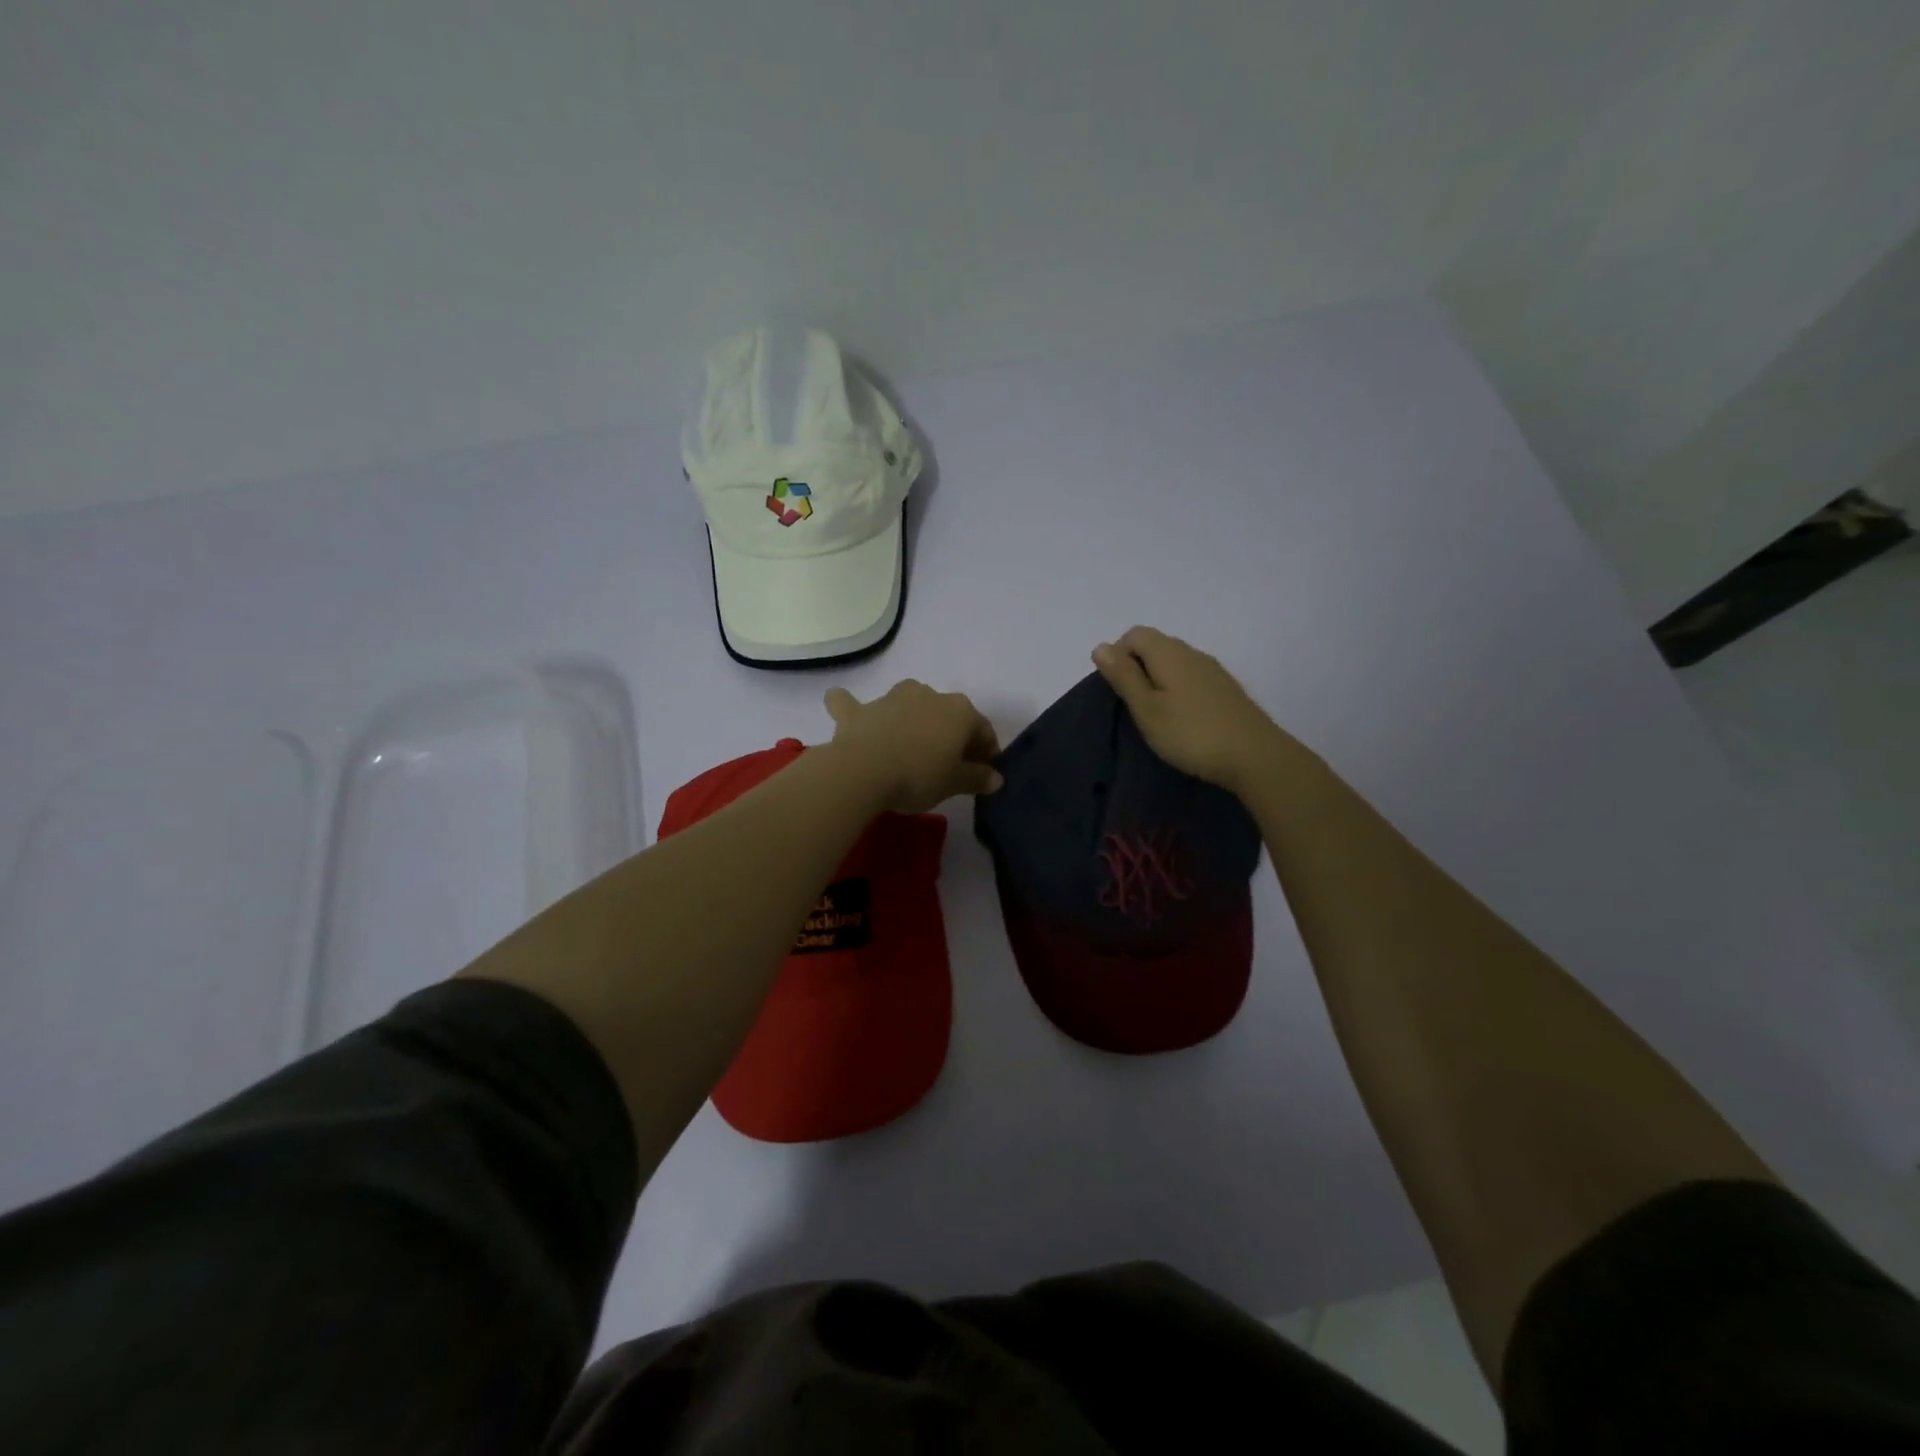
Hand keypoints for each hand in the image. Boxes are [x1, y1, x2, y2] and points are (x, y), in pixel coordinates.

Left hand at [822, 681, 1002, 813]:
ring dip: (910, 717)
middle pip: (947, 714)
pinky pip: (853, 704)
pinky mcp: (859, 710)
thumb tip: (996, 778)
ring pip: (907, 702)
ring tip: (909, 744)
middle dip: (951, 735)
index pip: (982, 729)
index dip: (986, 752)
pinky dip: (851, 706)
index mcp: (959, 711)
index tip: (983, 773)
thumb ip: (977, 778)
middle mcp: (928, 695)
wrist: (864, 771)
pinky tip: (846, 709)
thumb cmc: (918, 777)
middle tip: (948, 764)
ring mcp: (892, 698)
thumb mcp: (954, 783)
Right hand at [1092, 626, 1285, 794]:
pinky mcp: (1226, 689)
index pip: (1134, 634)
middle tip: (1133, 706)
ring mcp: (1213, 670)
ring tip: (1154, 714)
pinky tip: (1181, 718)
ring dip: (1157, 680)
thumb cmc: (1191, 734)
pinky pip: (1191, 677)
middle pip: (1155, 644)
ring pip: (1174, 662)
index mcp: (1169, 653)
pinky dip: (1177, 689)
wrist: (1255, 757)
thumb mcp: (1147, 708)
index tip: (1117, 690)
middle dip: (1136, 667)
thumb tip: (1101, 646)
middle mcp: (1192, 653)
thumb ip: (1123, 676)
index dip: (1118, 655)